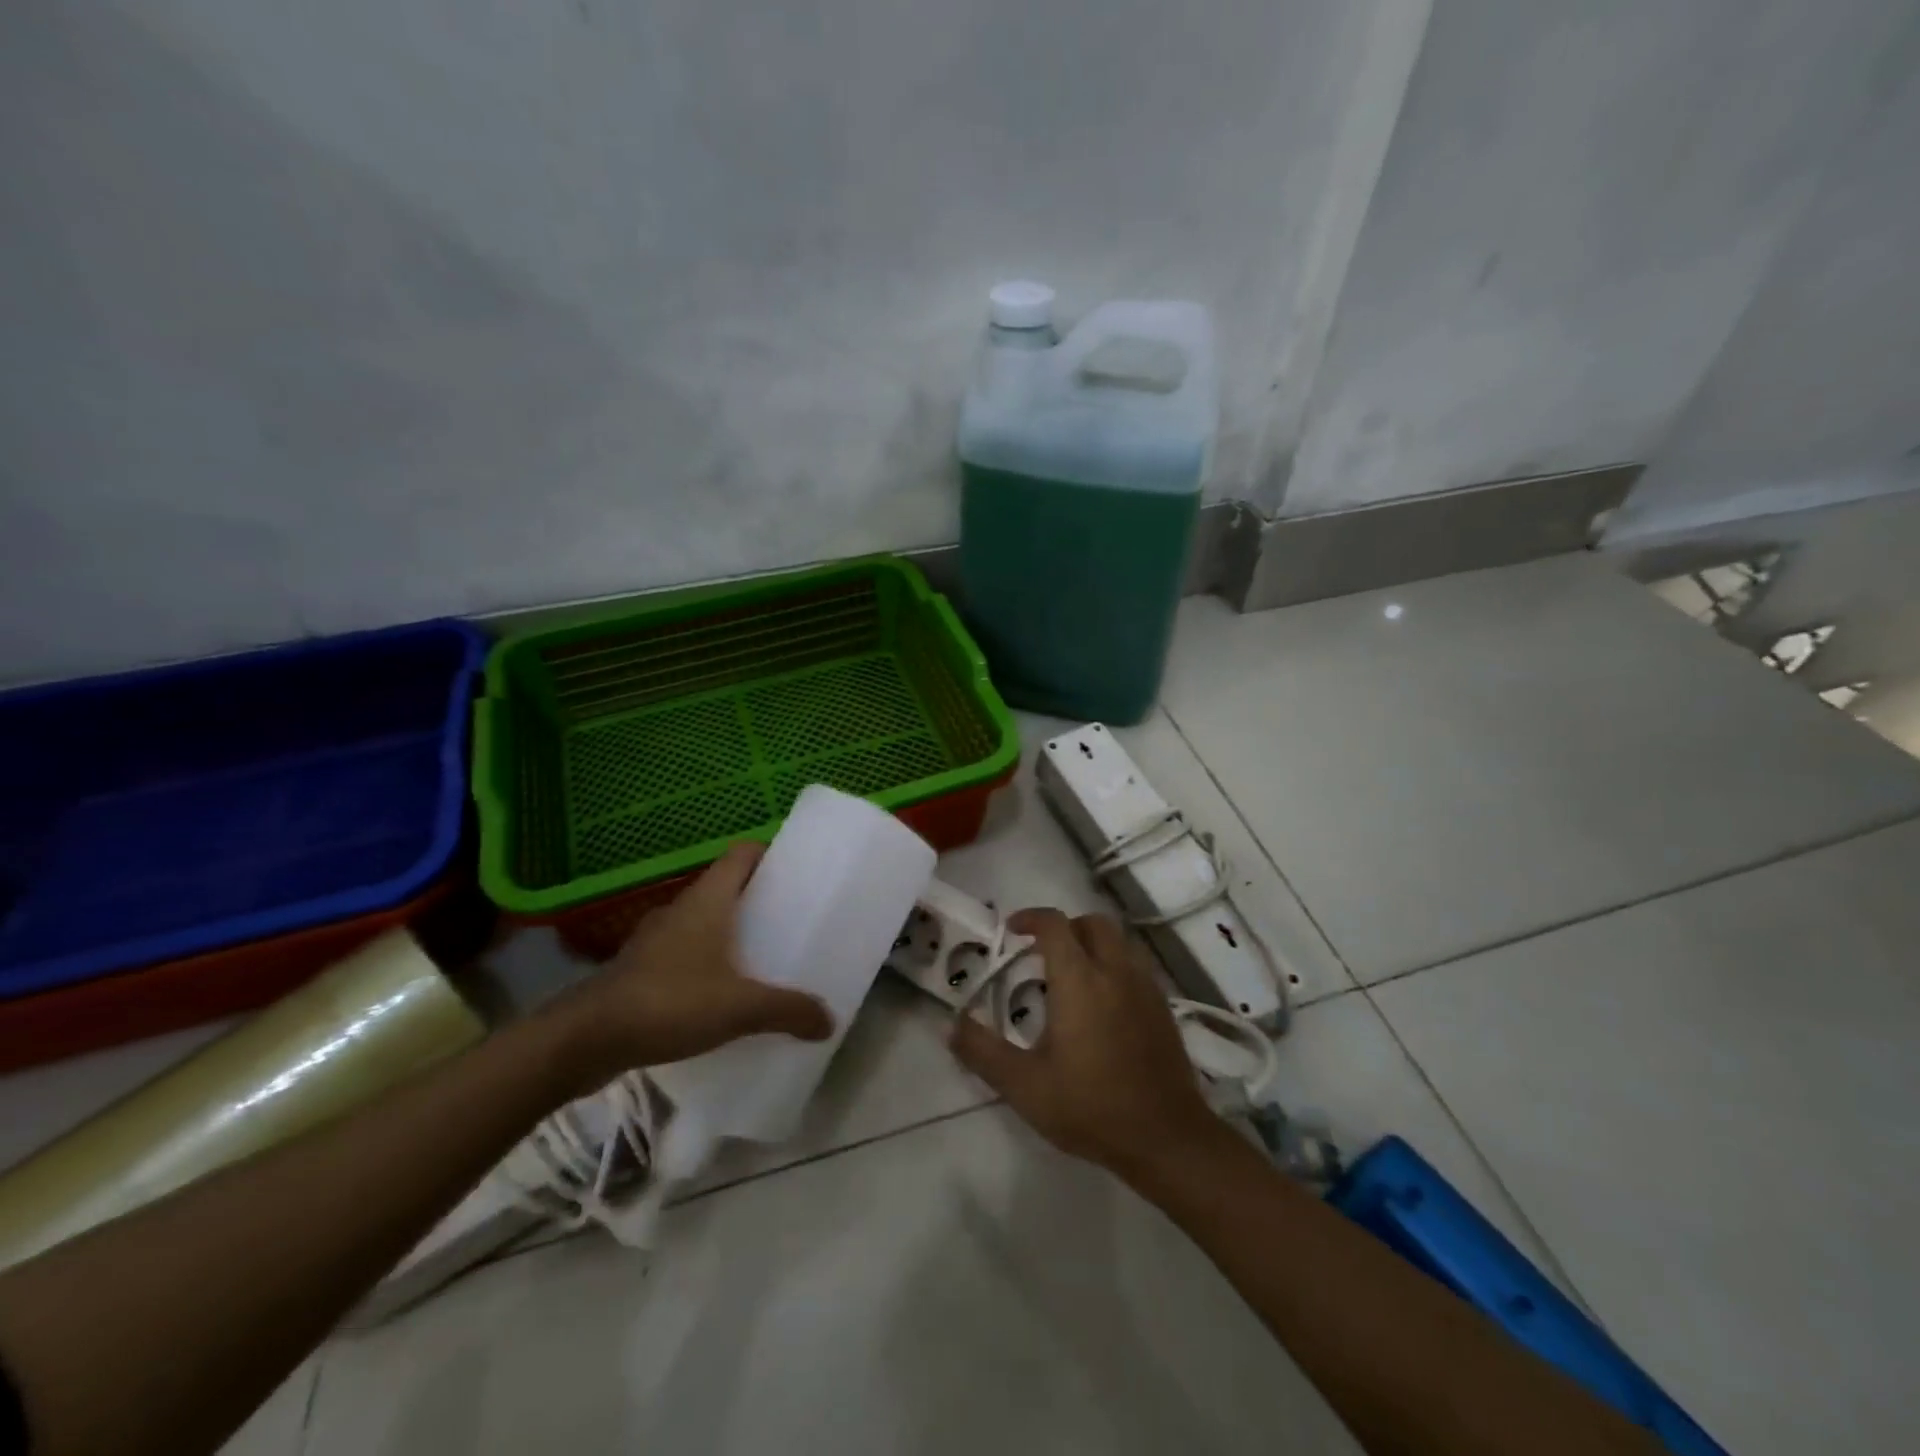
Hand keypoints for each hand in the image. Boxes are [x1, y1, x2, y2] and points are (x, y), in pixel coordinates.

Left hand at [549, 843, 832, 1091]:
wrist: (584, 1039)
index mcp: (707, 900)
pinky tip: (718, 995)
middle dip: (757, 899)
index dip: (769, 854)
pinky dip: (703, 963)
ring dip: (728, 933)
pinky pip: (682, 953)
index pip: (741, 854)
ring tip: (759, 959)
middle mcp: (681, 909)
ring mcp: (655, 938)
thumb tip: (829, 1020)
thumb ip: (787, 1010)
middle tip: (789, 921)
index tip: (796, 872)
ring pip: (702, 921)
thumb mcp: (739, 1008)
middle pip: (725, 887)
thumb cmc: (669, 1002)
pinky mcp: (638, 968)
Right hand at [948, 908, 1219, 1180]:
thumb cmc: (1091, 1106)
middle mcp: (1115, 971)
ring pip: (1119, 941)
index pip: (1055, 925)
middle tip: (1041, 953)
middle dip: (1065, 927)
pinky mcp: (1163, 1007)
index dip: (1030, 918)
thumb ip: (983, 1052)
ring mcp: (1145, 987)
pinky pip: (1135, 965)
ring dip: (1092, 943)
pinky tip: (1103, 1003)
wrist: (1166, 1138)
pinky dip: (1114, 965)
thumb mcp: (1025, 1085)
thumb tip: (949, 1025)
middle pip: (1092, 923)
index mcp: (1080, 980)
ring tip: (1071, 976)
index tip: (1011, 930)